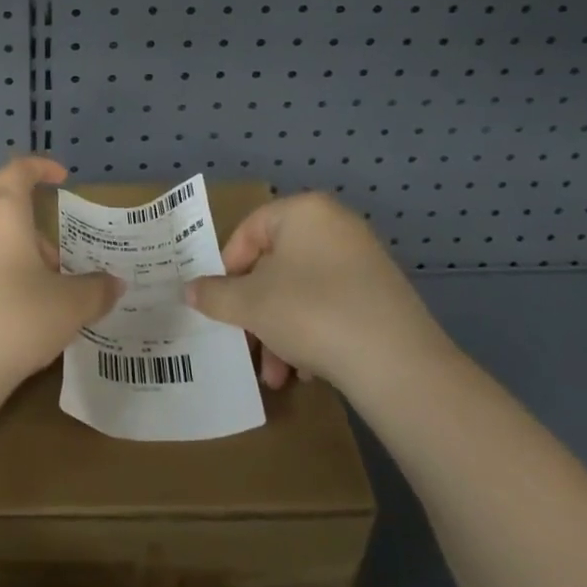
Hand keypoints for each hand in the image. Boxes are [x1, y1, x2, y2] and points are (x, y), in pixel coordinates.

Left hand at [0, 155, 123, 406]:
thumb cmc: (14, 321)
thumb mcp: (69, 307)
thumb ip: (96, 290)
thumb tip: (114, 283)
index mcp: (1, 213)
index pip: (18, 170)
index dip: (40, 167)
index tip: (60, 178)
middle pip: (4, 214)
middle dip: (34, 238)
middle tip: (57, 273)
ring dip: (9, 262)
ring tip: (30, 304)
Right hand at [185, 193, 452, 399]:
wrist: (397, 363)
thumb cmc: (310, 312)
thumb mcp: (250, 304)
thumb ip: (215, 294)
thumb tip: (189, 289)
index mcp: (304, 211)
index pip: (249, 230)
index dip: (228, 268)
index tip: (219, 303)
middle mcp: (336, 226)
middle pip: (276, 265)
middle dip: (256, 310)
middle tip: (245, 343)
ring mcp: (363, 260)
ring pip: (302, 291)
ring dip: (280, 331)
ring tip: (276, 376)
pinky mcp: (382, 295)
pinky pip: (332, 306)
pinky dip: (313, 334)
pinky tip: (307, 372)